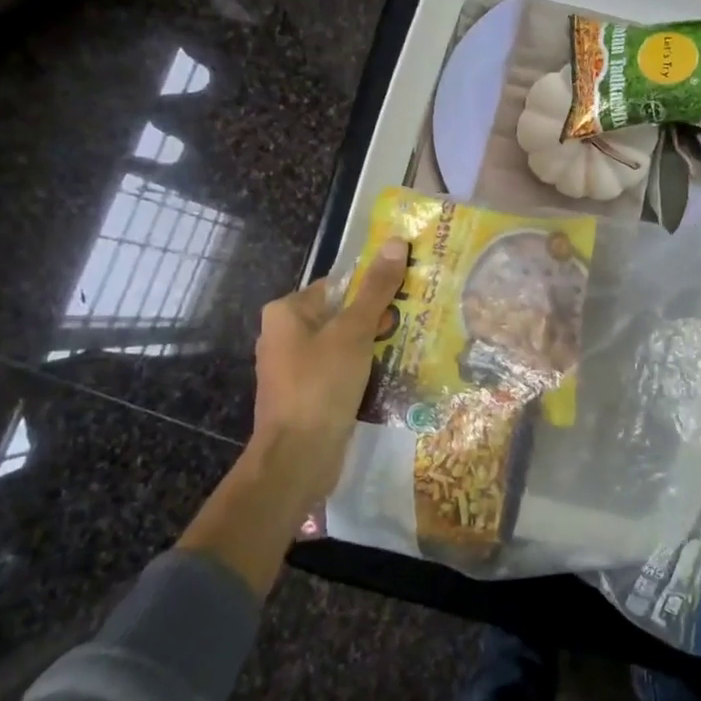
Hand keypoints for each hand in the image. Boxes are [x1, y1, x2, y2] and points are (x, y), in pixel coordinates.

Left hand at [248, 238, 410, 499]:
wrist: (298, 458)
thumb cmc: (321, 385)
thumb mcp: (354, 332)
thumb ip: (376, 289)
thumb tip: (396, 242)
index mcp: (286, 312)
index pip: (337, 285)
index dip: (373, 287)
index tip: (408, 294)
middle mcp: (284, 336)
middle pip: (341, 315)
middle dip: (376, 319)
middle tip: (416, 321)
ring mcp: (294, 369)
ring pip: (343, 346)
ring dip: (373, 347)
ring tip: (410, 347)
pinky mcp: (306, 396)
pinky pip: (340, 372)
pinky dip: (362, 372)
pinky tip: (390, 376)